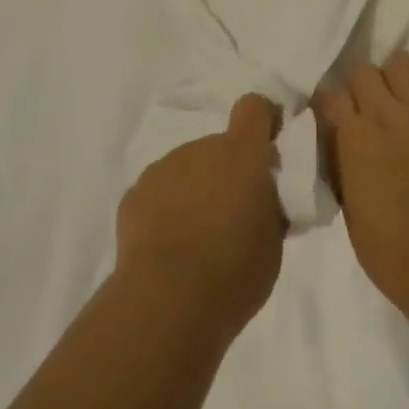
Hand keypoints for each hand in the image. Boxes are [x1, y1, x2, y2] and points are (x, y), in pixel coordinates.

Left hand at [115, 94, 286, 342]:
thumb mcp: (273, 242)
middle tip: (233, 216)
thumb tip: (265, 197)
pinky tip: (169, 247)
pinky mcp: (135, 193)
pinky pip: (160, 192)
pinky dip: (167, 209)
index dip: (263, 121)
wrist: (167, 300)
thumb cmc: (234, 271)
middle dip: (228, 172)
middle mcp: (201, 148)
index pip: (254, 108)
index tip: (268, 149)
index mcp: (242, 154)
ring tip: (198, 238)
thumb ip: (271, 207)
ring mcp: (164, 168)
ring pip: (188, 169)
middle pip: (219, 147)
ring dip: (196, 190)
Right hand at [320, 50, 408, 326]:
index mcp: (354, 139)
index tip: (339, 119)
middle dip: (364, 89)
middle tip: (373, 110)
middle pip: (365, 72)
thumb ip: (342, 166)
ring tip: (407, 95)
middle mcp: (388, 116)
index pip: (331, 95)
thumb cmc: (395, 257)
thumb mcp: (349, 212)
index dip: (333, 107)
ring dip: (400, 76)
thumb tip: (342, 143)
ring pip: (405, 63)